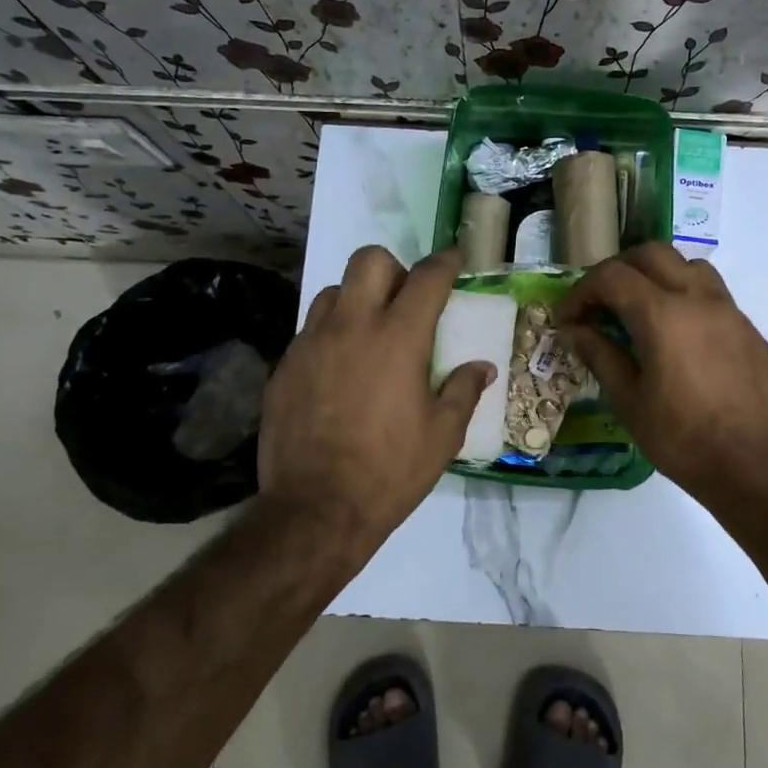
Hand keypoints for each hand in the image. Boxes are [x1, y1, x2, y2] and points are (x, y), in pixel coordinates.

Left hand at [258, 245, 492, 556]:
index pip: (427, 278)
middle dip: (394, 268)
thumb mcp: (443, 435)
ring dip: (357, 298)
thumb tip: (482, 367)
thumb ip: (464, 391)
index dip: (446, 262)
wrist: (316, 509)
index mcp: (398, 338)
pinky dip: (331, 334)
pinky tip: (340, 370)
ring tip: (368, 333)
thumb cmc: (390, 471)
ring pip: (334, 290)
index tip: (454, 258)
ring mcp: (312, 343)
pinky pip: (310, 329)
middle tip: (405, 299)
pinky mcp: (285, 366)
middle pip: (369, 261)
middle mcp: (352, 326)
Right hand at [559, 244, 767, 507]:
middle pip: (651, 254)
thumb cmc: (684, 440)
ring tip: (640, 309)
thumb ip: (600, 355)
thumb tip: (575, 330)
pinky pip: (711, 292)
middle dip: (617, 271)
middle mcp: (697, 298)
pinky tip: (678, 336)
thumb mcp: (629, 402)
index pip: (612, 276)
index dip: (582, 291)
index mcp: (662, 314)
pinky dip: (684, 296)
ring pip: (687, 265)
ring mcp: (729, 310)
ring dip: (656, 275)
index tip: (569, 318)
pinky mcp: (748, 328)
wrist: (758, 468)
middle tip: (600, 304)